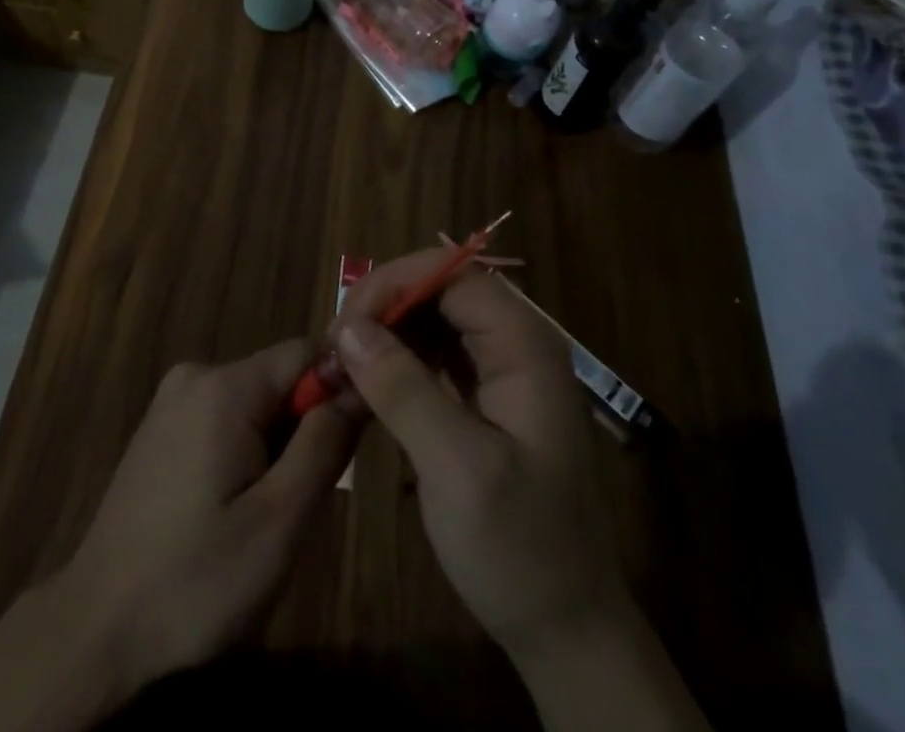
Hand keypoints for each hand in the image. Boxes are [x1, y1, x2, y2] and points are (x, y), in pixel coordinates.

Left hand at [54, 340, 358, 690]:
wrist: (97, 630)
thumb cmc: (196, 582)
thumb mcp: (279, 521)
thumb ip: (324, 444)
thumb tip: (358, 385)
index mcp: (224, 386)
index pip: (305, 353)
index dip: (339, 389)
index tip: (353, 444)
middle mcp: (195, 375)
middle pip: (278, 379)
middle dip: (303, 429)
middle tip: (299, 501)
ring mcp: (171, 401)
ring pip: (253, 403)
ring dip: (275, 447)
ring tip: (263, 516)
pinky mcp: (159, 428)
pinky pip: (223, 419)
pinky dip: (243, 452)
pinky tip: (230, 511)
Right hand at [332, 255, 622, 659]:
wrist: (565, 630)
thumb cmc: (519, 548)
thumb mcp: (457, 469)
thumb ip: (403, 390)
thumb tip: (348, 328)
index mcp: (525, 346)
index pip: (454, 275)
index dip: (396, 284)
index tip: (346, 323)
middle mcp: (516, 344)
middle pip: (442, 289)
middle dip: (386, 305)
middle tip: (338, 345)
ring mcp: (501, 370)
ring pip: (434, 317)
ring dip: (387, 330)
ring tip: (346, 361)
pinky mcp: (484, 395)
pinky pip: (435, 352)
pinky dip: (398, 357)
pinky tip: (369, 380)